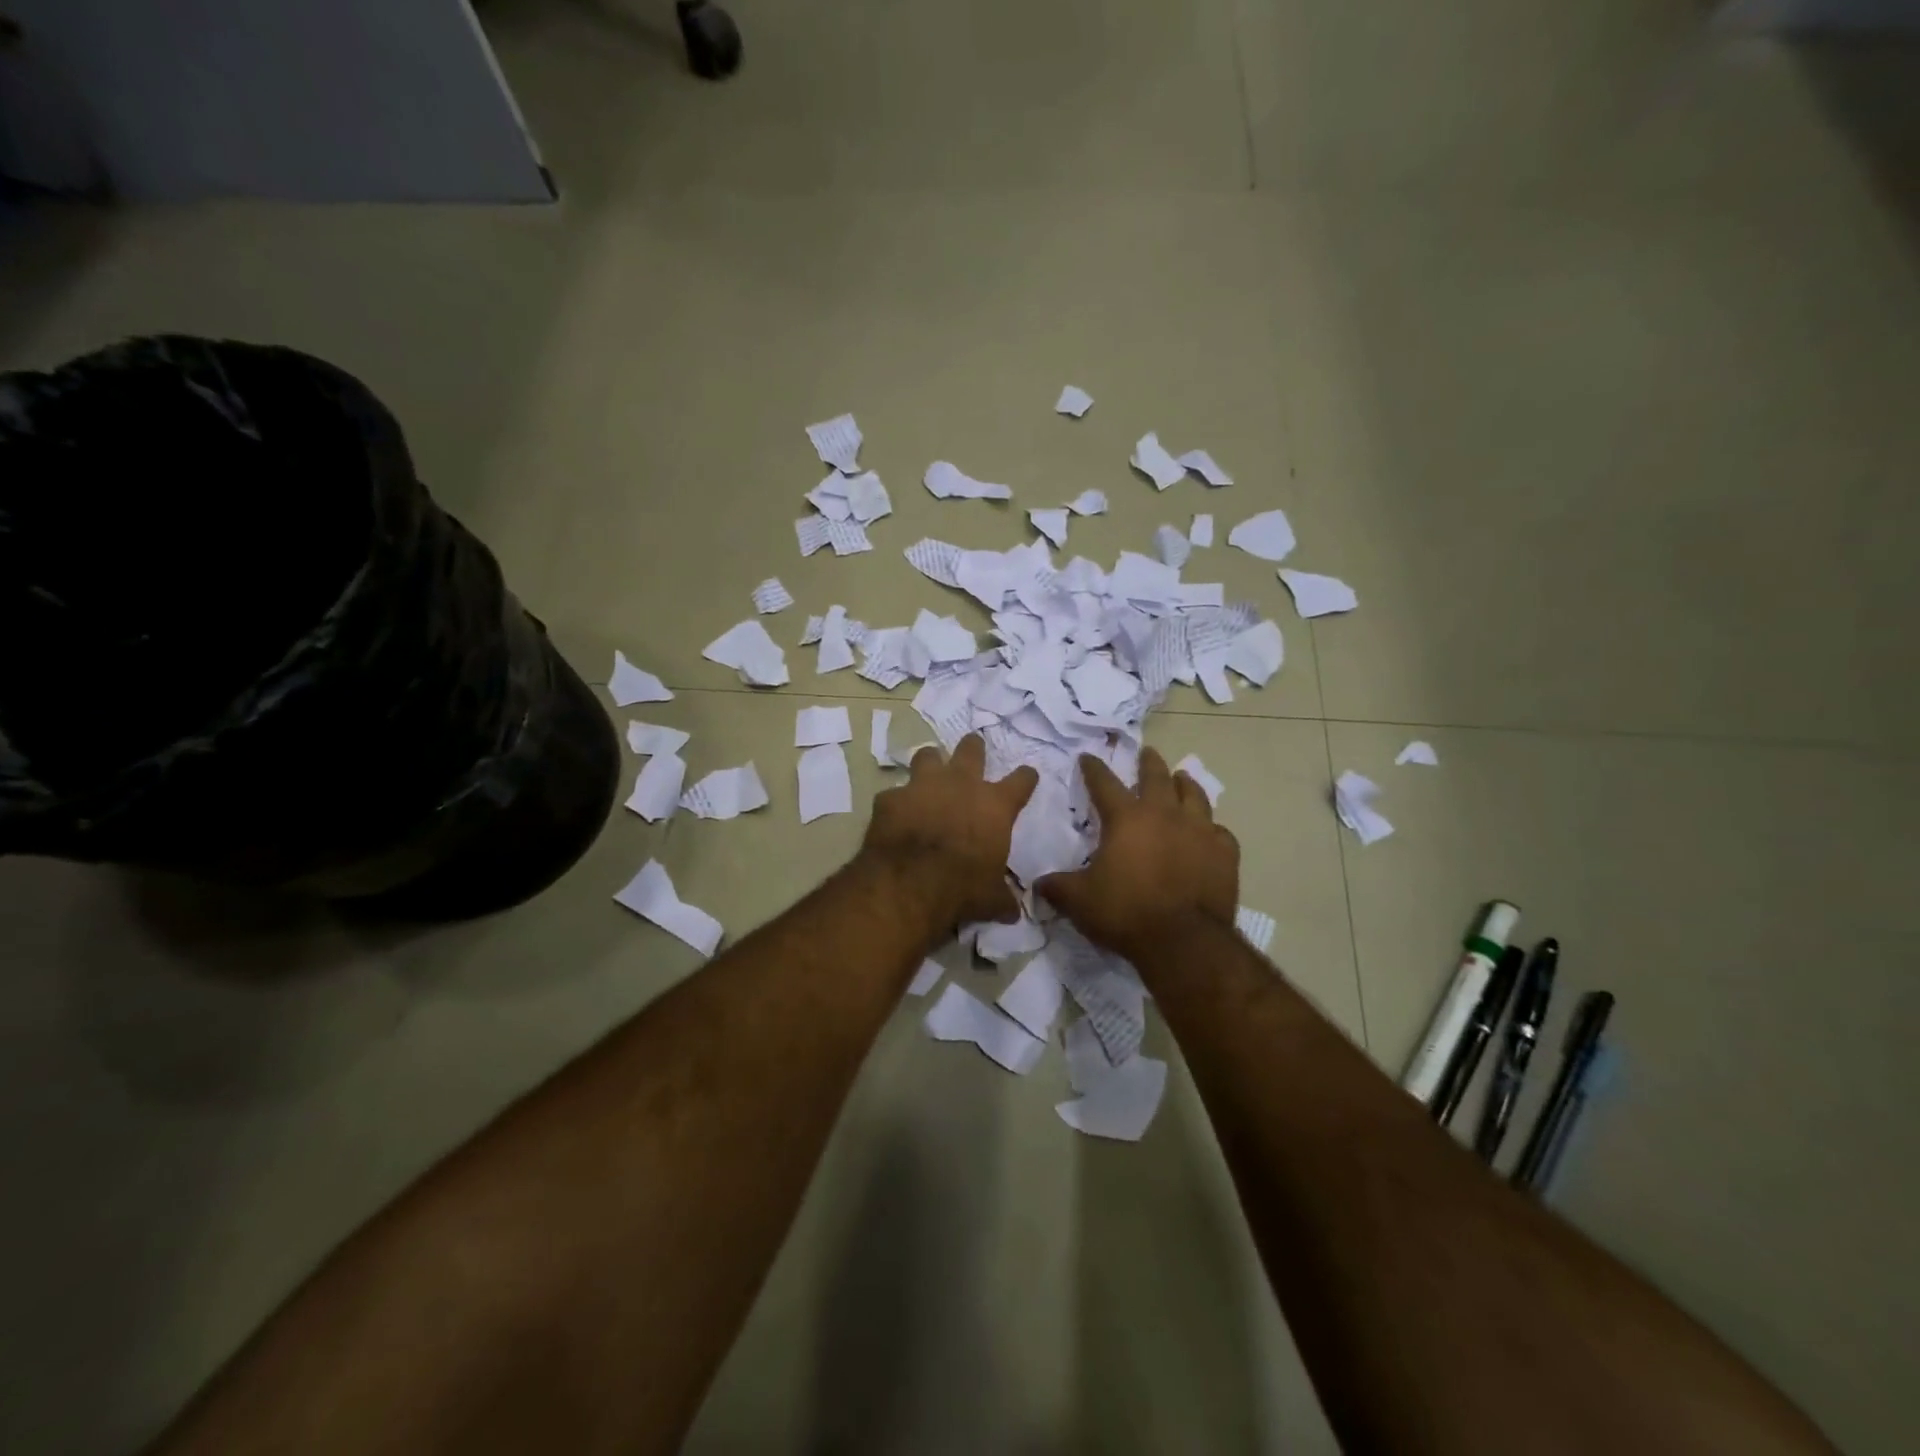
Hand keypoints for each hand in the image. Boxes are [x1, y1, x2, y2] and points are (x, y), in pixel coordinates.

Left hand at [858, 734, 1038, 927]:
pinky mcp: (890, 798)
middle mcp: (961, 785)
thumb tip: (1013, 912)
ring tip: (929, 771)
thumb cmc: (962, 888)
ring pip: (928, 755)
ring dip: (930, 762)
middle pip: (972, 749)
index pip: (1021, 781)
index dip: (1026, 777)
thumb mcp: (991, 899)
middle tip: (973, 748)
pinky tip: (895, 815)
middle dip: (974, 747)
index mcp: (994, 805)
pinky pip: (893, 793)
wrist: (909, 883)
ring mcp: (922, 786)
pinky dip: (896, 803)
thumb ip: (1003, 898)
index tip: (1027, 775)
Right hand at [1038, 747, 1238, 957]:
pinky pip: (1220, 832)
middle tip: (1147, 753)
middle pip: (1157, 777)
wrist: (1183, 942)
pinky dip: (1212, 828)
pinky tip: (1210, 832)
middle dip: (1149, 763)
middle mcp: (1164, 815)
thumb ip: (1058, 887)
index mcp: (1126, 819)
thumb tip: (1038, 884)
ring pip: (1195, 796)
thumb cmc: (1126, 913)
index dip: (1093, 769)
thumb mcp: (1079, 901)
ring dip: (1186, 784)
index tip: (1087, 757)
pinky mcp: (1224, 854)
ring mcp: (1199, 831)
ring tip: (1182, 778)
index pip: (1104, 783)